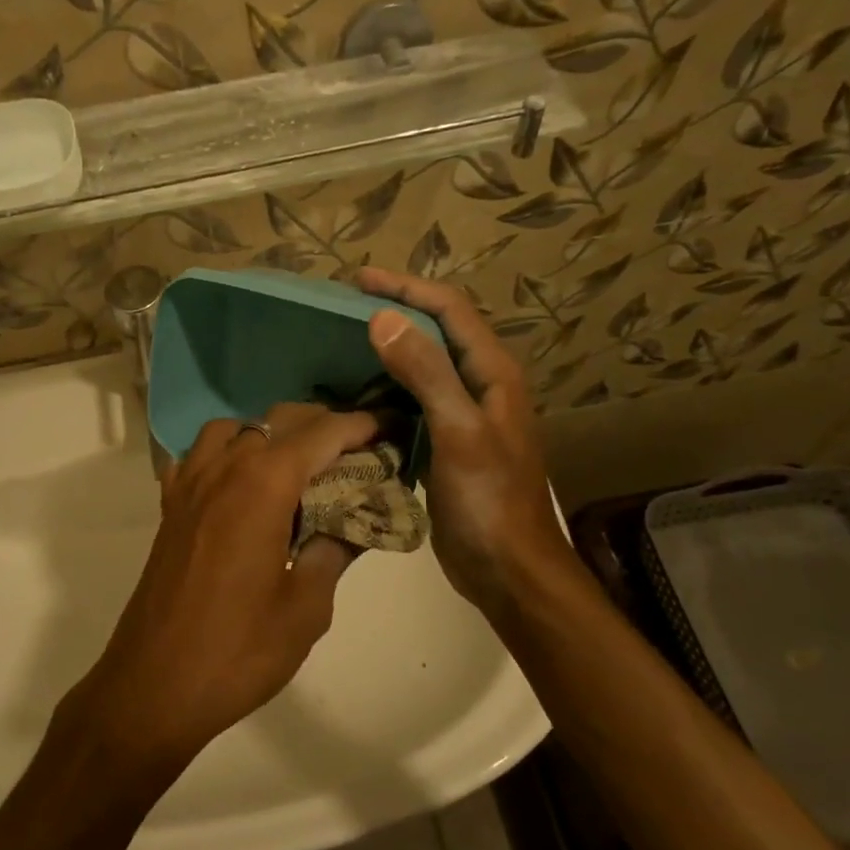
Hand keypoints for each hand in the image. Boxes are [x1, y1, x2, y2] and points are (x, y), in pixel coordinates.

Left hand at [66, 403, 376, 769]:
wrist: (154, 685)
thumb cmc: (238, 651)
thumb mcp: (306, 608)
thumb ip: (334, 550)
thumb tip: (359, 519)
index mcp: (263, 486)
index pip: (321, 434)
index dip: (360, 425)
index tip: (390, 426)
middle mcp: (224, 469)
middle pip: (279, 420)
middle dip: (322, 425)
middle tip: (358, 450)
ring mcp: (190, 484)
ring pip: (235, 429)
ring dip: (272, 433)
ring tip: (300, 465)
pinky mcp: (170, 506)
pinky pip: (199, 455)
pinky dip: (226, 453)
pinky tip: (242, 483)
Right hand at [356, 269, 572, 625]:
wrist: (508, 570)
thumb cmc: (489, 500)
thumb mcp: (458, 432)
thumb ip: (426, 373)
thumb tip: (383, 318)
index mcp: (492, 373)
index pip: (449, 310)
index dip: (406, 288)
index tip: (358, 279)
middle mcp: (480, 386)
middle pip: (436, 331)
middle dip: (394, 311)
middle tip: (342, 308)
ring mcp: (462, 415)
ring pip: (422, 366)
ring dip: (387, 349)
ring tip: (341, 343)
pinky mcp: (445, 443)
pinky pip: (411, 401)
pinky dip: (384, 389)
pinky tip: (354, 395)